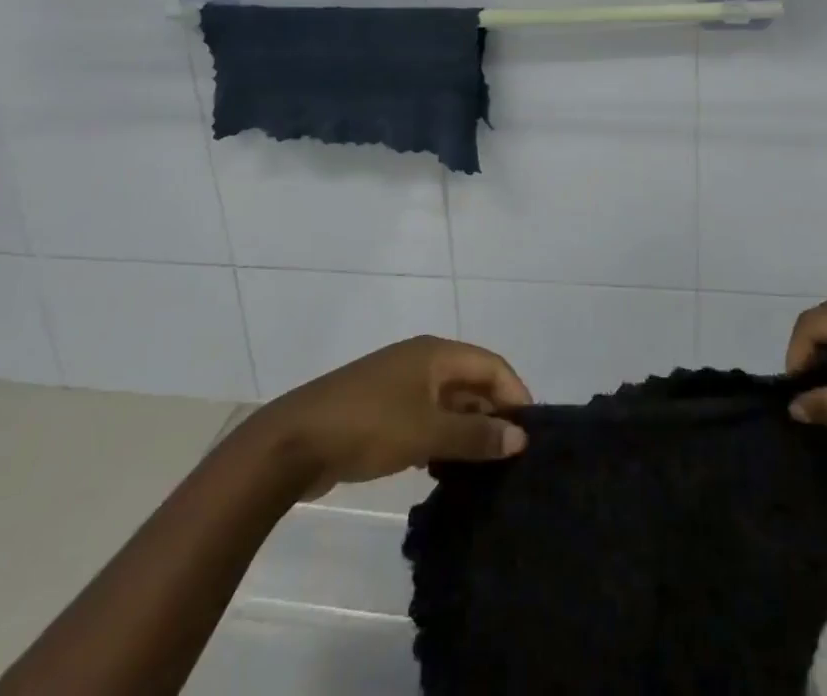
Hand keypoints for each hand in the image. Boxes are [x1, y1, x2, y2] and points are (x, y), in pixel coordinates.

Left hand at [249, 336, 530, 496]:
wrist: (295, 440)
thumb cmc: (369, 425)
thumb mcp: (427, 432)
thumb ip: (475, 435)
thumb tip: (521, 437)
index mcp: (436, 353)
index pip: (491, 365)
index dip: (515, 394)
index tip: (531, 436)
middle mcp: (421, 361)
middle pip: (471, 381)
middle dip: (493, 414)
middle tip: (511, 458)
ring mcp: (399, 385)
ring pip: (448, 403)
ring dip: (467, 430)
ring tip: (485, 471)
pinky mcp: (382, 410)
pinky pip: (425, 418)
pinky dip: (441, 439)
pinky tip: (443, 472)